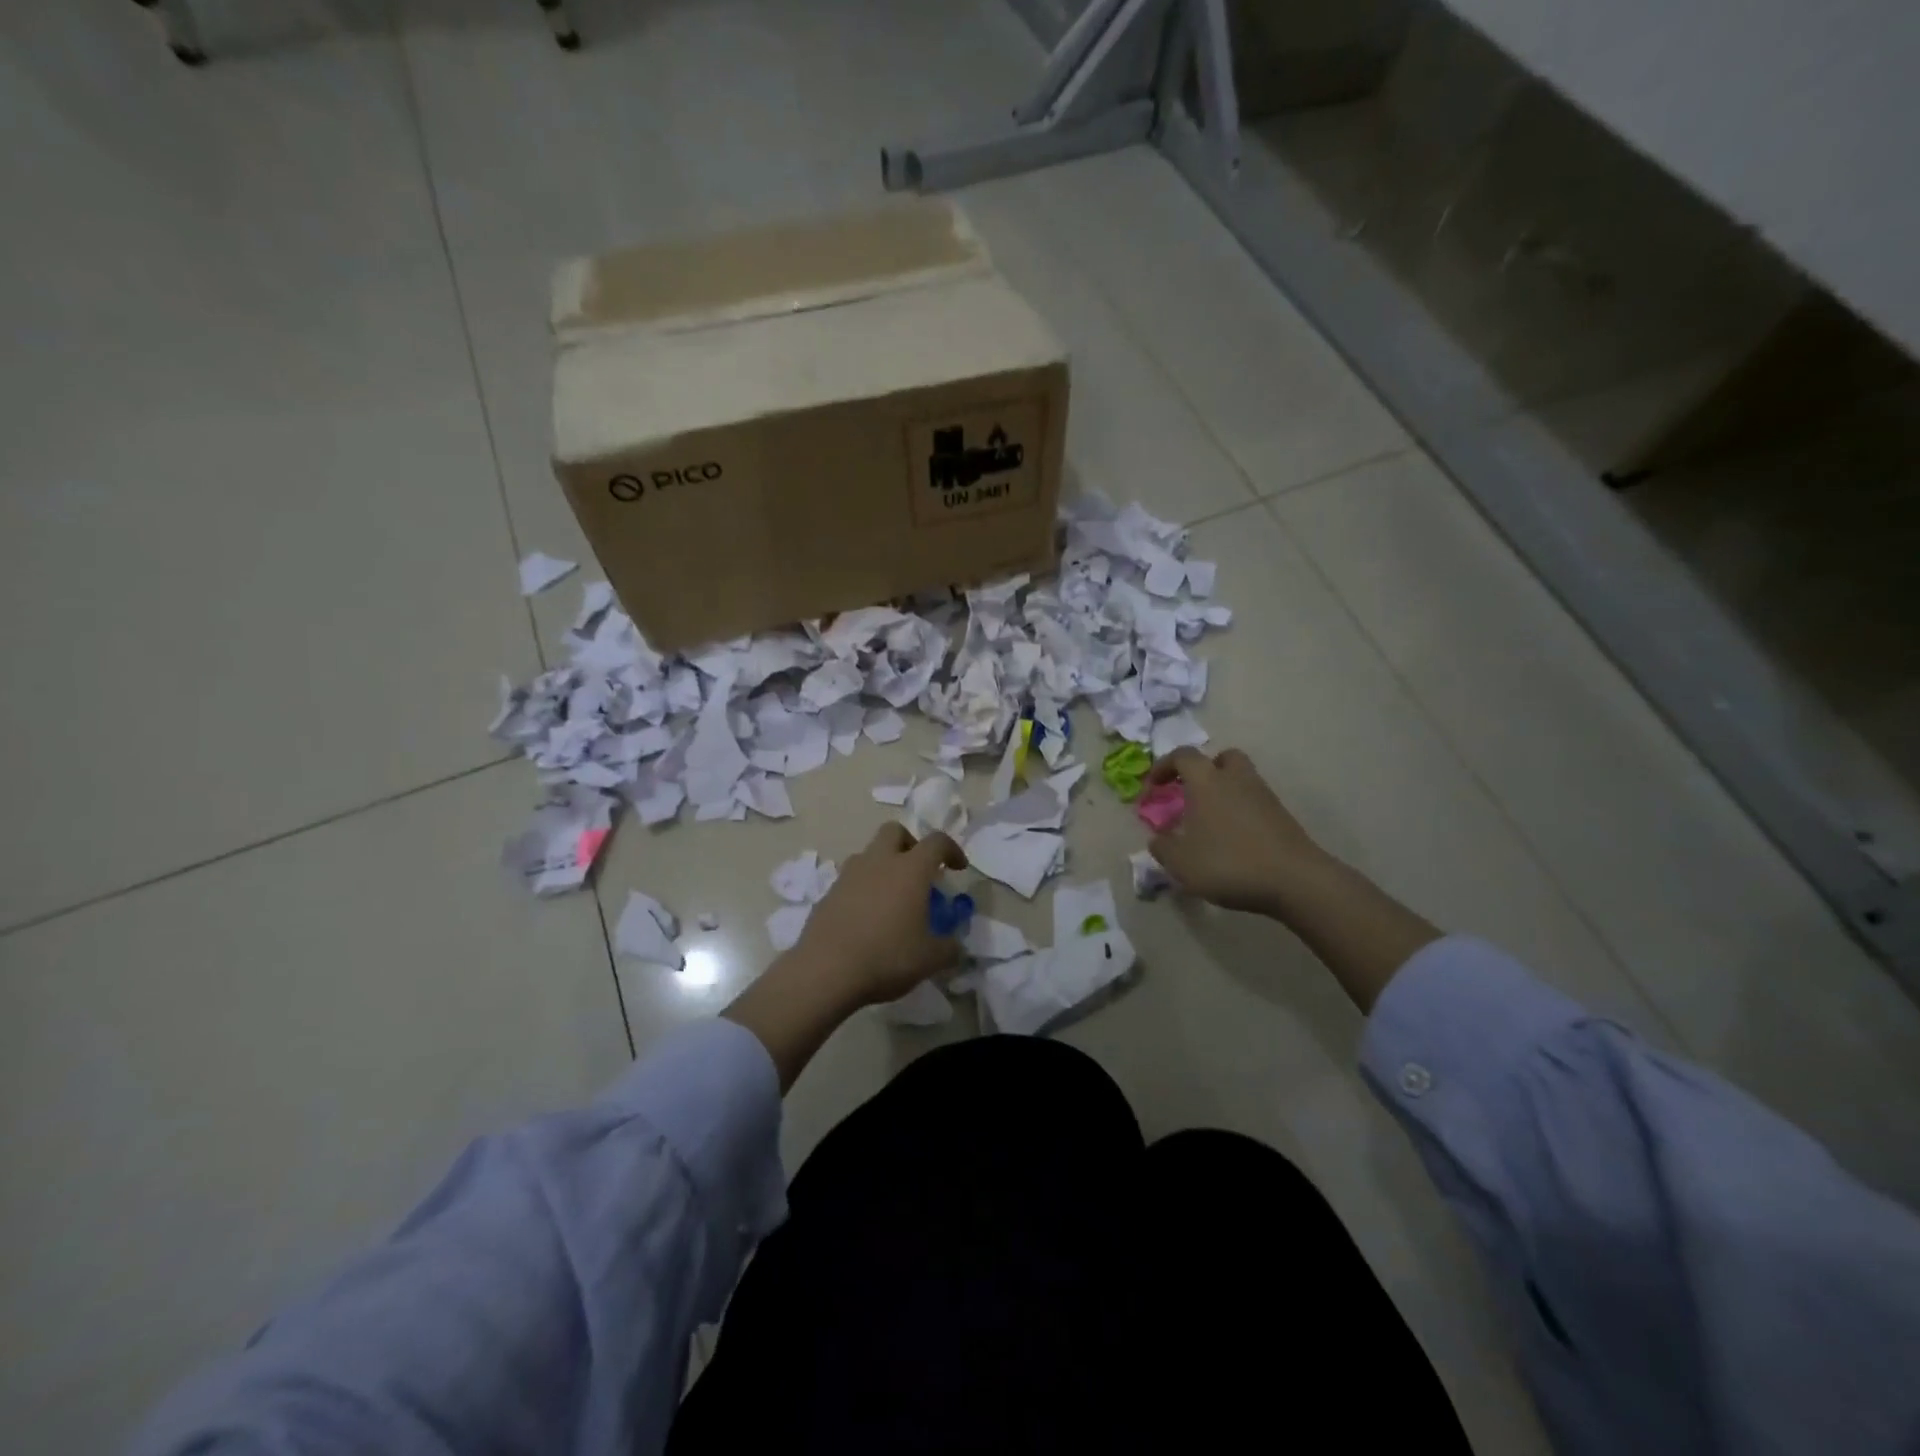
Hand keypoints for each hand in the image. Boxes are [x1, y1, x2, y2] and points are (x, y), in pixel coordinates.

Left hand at [792, 823, 969, 1005]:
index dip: (952, 850)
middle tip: (919, 871)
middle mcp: (878, 862)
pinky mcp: (828, 894)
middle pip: (894, 831)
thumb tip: (955, 946)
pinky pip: (850, 881)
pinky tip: (866, 919)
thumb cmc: (887, 957)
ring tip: (891, 898)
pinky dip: (863, 890)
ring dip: (883, 866)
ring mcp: (848, 876)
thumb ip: (949, 948)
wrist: (826, 972)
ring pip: (868, 854)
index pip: (936, 842)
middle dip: (910, 843)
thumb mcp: (930, 959)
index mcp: (910, 869)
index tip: (958, 868)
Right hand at [1145, 747, 1331, 915]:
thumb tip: (1158, 838)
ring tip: (1210, 821)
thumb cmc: (1229, 863)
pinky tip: (1233, 839)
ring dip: (1224, 791)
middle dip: (1205, 770)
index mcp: (1207, 781)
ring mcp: (1263, 796)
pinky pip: (1254, 802)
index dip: (1164, 766)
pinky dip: (1241, 811)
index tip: (1154, 786)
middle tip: (1192, 793)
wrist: (1295, 880)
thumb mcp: (1181, 862)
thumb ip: (1162, 848)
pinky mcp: (1281, 816)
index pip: (1183, 756)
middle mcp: (1236, 779)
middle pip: (1222, 757)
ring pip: (1241, 779)